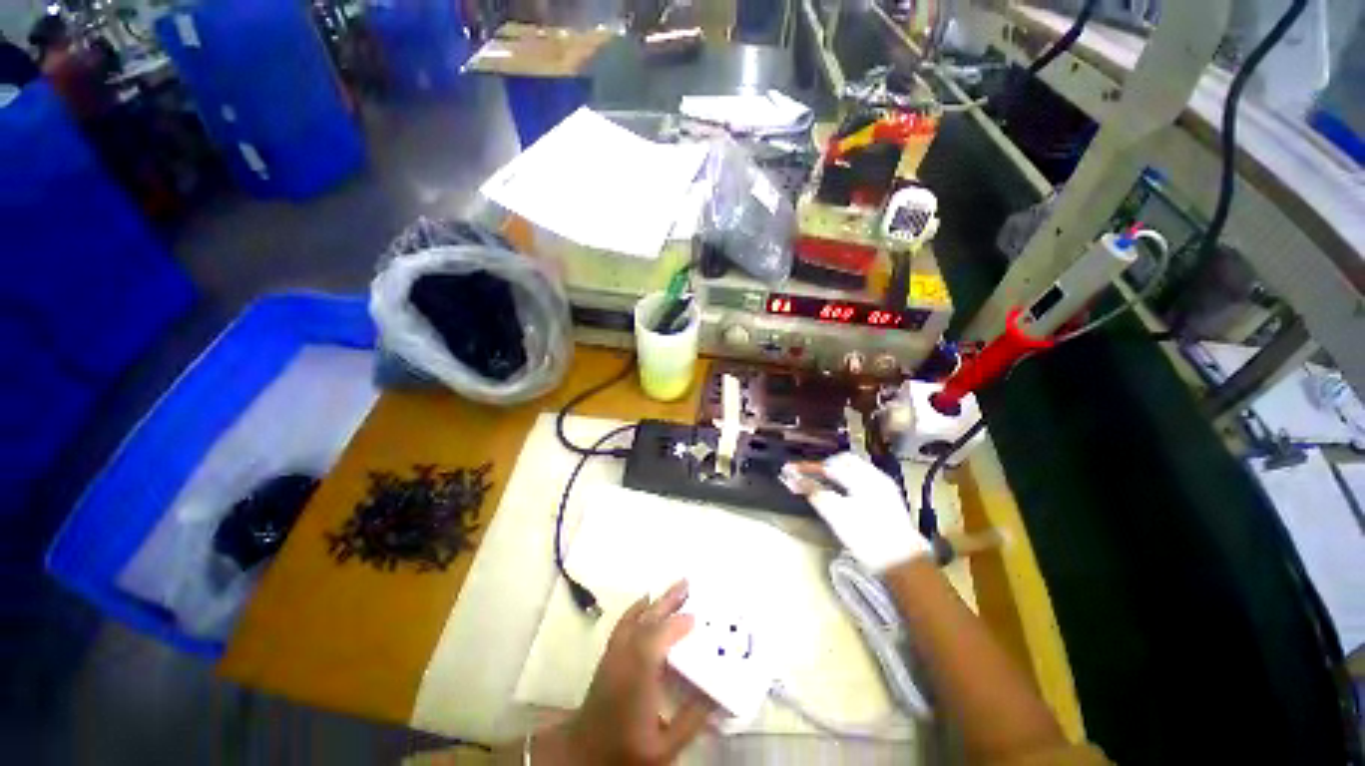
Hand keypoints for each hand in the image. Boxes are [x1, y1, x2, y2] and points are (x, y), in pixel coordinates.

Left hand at [538, 580, 713, 764]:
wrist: (584, 753)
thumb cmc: (626, 749)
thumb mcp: (664, 747)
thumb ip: (690, 721)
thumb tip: (716, 698)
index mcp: (638, 678)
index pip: (658, 640)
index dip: (676, 625)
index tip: (696, 617)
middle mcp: (624, 659)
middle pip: (647, 621)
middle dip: (667, 601)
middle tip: (687, 583)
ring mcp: (613, 654)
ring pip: (636, 618)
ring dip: (656, 601)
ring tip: (673, 587)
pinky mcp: (608, 655)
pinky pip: (624, 623)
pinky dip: (636, 608)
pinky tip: (645, 601)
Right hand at [788, 453, 930, 572]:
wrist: (903, 563)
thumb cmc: (867, 537)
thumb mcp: (836, 515)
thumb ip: (814, 492)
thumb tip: (791, 478)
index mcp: (864, 477)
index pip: (828, 465)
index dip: (807, 468)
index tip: (789, 471)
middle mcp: (876, 476)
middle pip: (844, 461)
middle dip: (823, 466)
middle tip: (807, 476)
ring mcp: (884, 487)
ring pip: (855, 468)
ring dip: (836, 472)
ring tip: (821, 483)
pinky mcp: (888, 498)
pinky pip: (863, 478)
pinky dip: (847, 480)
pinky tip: (841, 492)